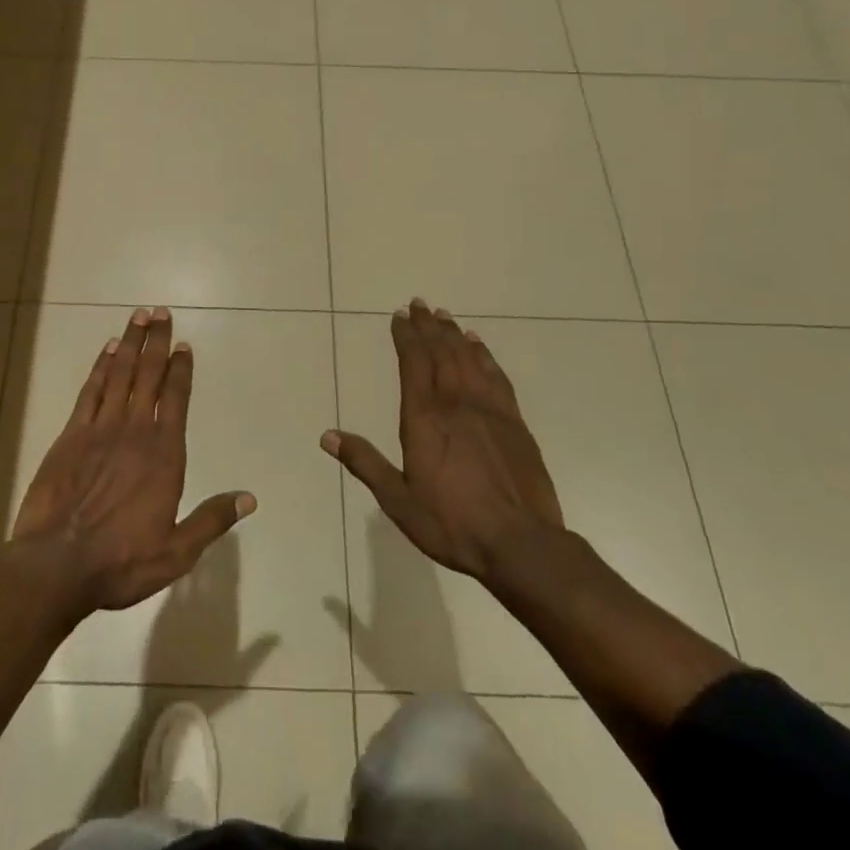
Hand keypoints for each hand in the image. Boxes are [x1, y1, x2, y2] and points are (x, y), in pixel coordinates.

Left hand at [11, 307, 255, 615]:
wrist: (56, 565)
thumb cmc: (121, 560)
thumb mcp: (177, 551)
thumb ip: (212, 520)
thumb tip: (249, 498)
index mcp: (164, 454)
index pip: (176, 399)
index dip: (181, 369)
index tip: (184, 345)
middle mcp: (134, 431)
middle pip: (149, 375)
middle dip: (157, 342)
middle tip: (161, 312)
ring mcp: (100, 429)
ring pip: (120, 374)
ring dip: (131, 344)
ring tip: (139, 317)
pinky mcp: (71, 435)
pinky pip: (90, 391)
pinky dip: (100, 367)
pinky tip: (108, 350)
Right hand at [323, 299, 562, 583]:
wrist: (522, 545)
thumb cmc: (454, 524)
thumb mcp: (399, 501)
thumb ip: (365, 463)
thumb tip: (327, 436)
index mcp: (424, 418)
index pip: (413, 363)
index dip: (405, 336)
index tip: (399, 316)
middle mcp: (456, 403)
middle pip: (441, 352)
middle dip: (428, 326)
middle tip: (419, 304)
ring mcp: (489, 409)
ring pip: (468, 359)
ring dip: (454, 334)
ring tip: (444, 315)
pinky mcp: (515, 422)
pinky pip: (496, 376)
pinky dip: (485, 355)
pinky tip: (479, 345)